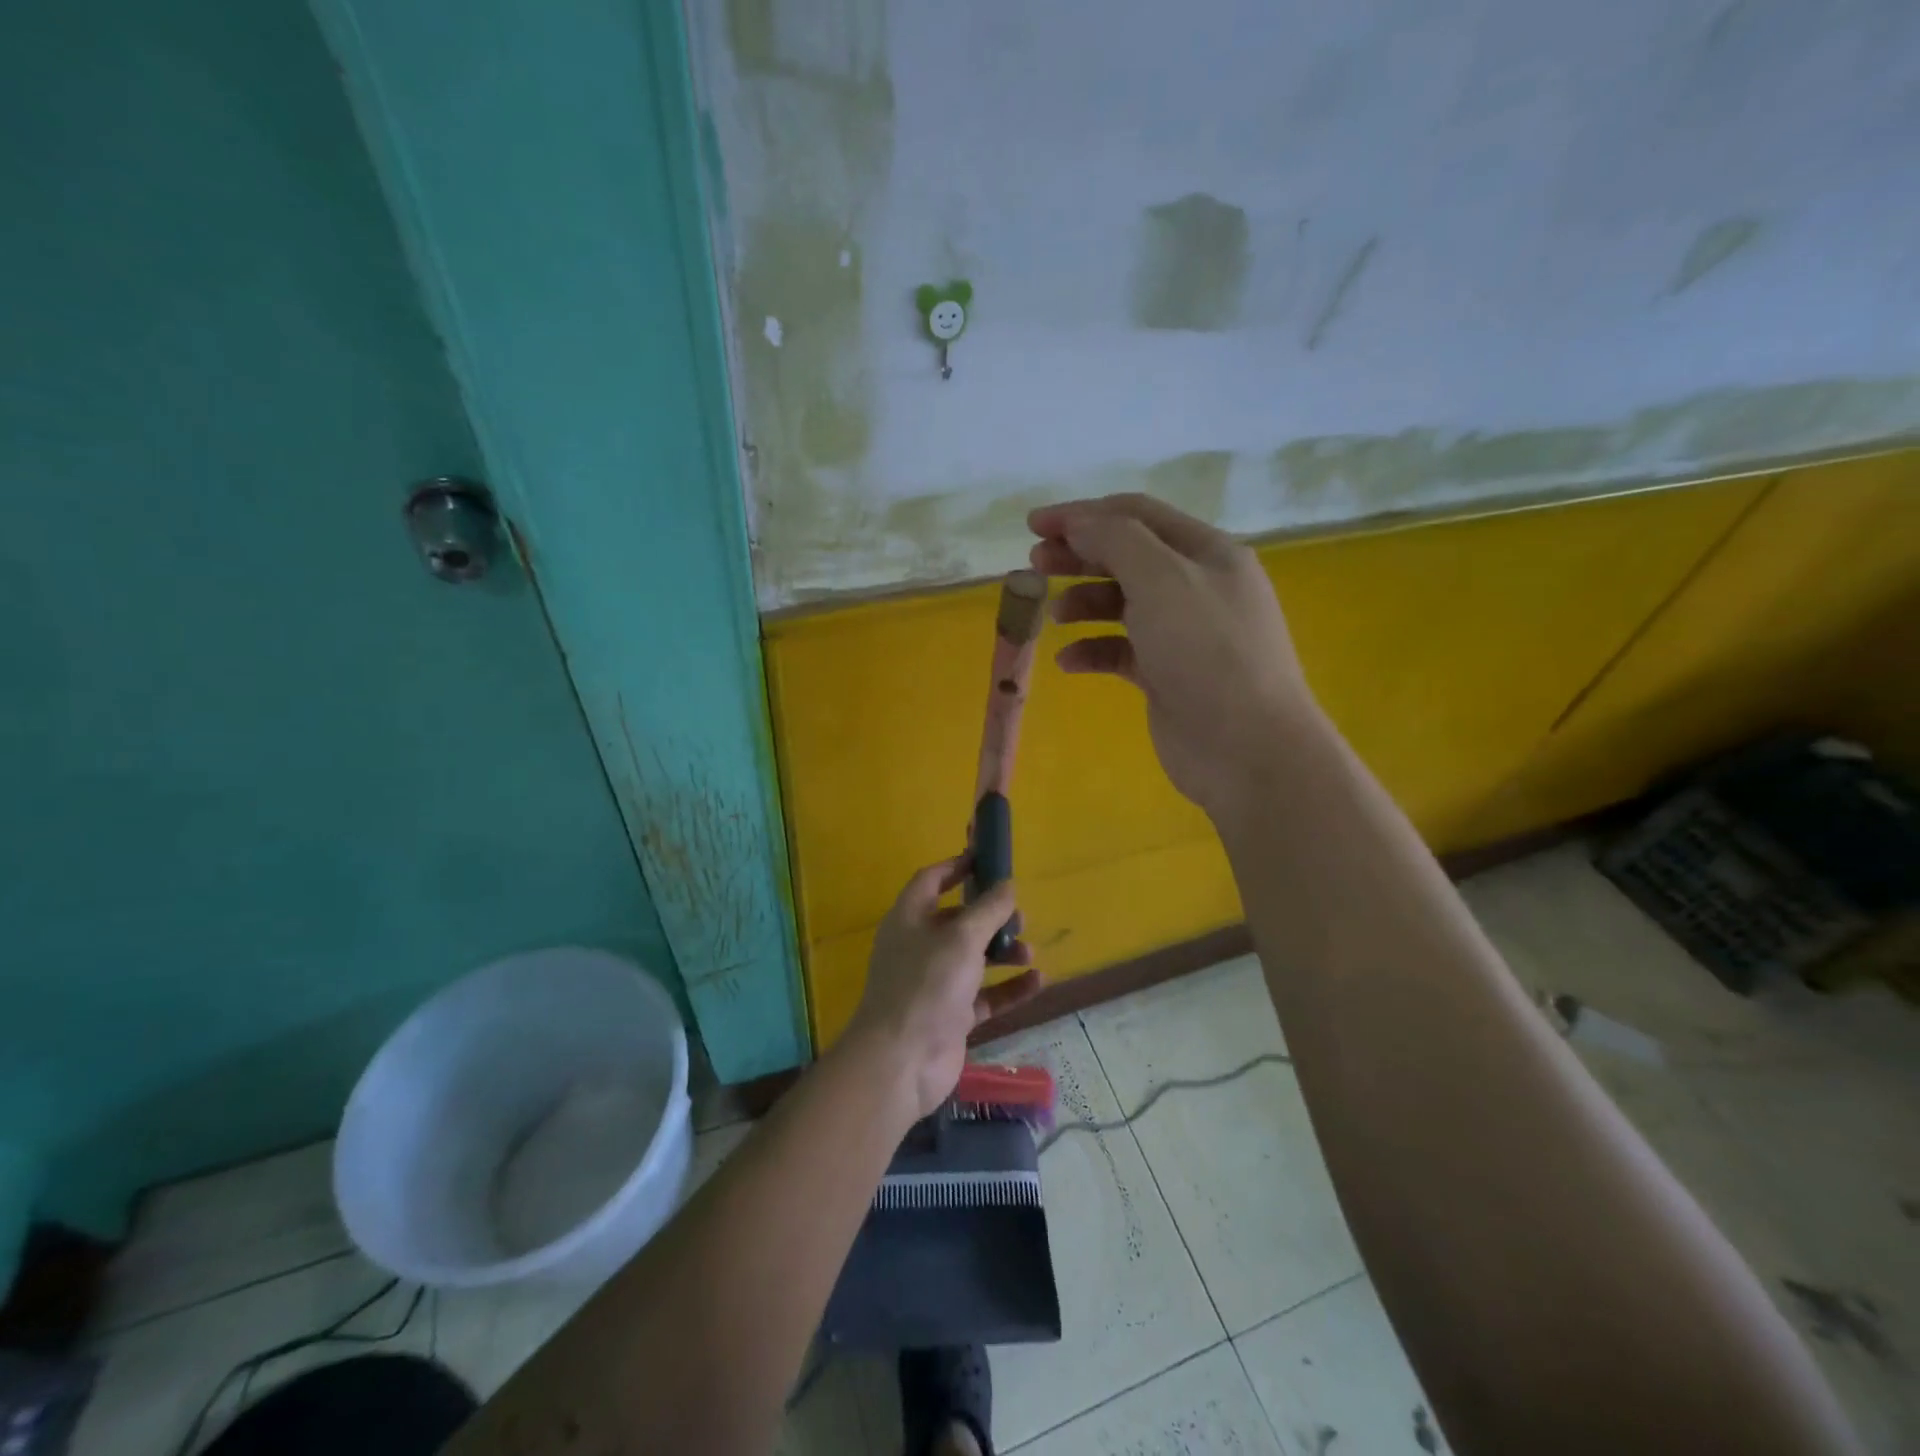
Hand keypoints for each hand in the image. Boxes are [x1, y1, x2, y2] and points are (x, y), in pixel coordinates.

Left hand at [846, 857, 1042, 1119]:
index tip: (986, 859)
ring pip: (973, 958)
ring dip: (1003, 952)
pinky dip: (1009, 987)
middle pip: (957, 920)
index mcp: (909, 919)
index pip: (931, 880)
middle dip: (989, 915)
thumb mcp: (962, 938)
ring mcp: (934, 983)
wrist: (902, 1061)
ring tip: (1029, 952)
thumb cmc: (927, 985)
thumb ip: (988, 909)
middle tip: (1019, 915)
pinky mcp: (950, 1016)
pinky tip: (1037, 981)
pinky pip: (985, 995)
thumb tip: (1007, 884)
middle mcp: (919, 946)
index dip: (956, 866)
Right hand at [1028, 493, 1324, 821]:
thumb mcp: (1162, 580)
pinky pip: (1121, 651)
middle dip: (1079, 555)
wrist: (1246, 748)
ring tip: (1052, 617)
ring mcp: (1183, 634)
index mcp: (1206, 552)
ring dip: (1083, 602)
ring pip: (1122, 604)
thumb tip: (1079, 522)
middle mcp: (1197, 586)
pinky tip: (1068, 662)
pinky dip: (1093, 650)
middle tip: (1034, 564)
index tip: (1034, 524)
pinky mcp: (1168, 675)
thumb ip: (1116, 541)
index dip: (1083, 513)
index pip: (1137, 515)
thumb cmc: (1207, 653)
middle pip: (1127, 556)